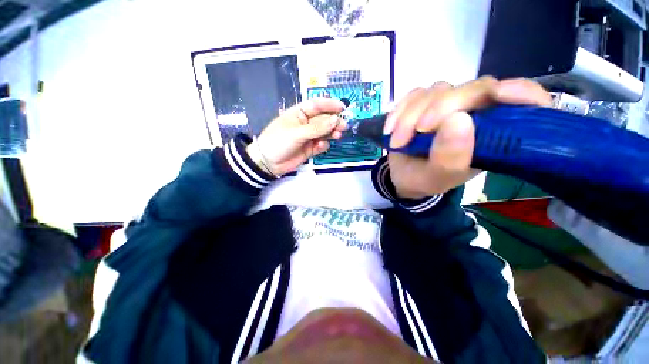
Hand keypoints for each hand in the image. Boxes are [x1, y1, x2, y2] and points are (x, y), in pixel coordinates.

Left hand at [246, 98, 347, 175]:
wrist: (268, 163)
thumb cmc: (278, 142)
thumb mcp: (297, 133)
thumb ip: (317, 128)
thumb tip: (335, 120)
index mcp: (299, 113)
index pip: (317, 105)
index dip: (329, 105)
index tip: (342, 108)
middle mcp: (306, 123)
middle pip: (323, 120)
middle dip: (334, 122)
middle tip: (344, 126)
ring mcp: (309, 137)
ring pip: (324, 132)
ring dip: (331, 133)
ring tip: (337, 135)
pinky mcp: (311, 148)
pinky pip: (321, 145)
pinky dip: (323, 145)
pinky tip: (321, 146)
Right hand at [385, 77, 551, 198]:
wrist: (403, 176)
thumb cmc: (424, 179)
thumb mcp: (436, 178)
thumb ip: (450, 158)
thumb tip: (459, 120)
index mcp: (493, 135)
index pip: (524, 102)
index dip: (520, 93)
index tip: (500, 93)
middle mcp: (476, 114)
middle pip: (472, 88)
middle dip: (439, 109)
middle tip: (416, 132)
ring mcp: (449, 105)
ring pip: (438, 90)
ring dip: (411, 115)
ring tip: (397, 141)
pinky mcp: (425, 103)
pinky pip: (414, 94)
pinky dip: (399, 111)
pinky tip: (390, 130)